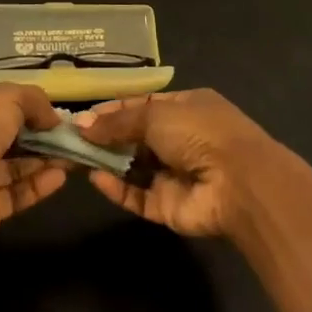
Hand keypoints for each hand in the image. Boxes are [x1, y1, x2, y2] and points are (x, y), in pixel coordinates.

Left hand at [0, 82, 67, 239]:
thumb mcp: (8, 96)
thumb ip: (34, 100)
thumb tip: (54, 117)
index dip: (21, 102)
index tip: (50, 108)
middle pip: (7, 133)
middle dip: (39, 134)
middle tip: (70, 135)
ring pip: (14, 164)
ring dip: (44, 159)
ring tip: (75, 155)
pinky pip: (15, 192)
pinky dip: (38, 184)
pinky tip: (61, 177)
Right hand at [77, 88, 275, 237]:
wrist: (240, 184)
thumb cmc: (199, 133)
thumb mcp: (156, 114)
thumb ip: (118, 121)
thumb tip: (82, 124)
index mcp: (186, 107)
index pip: (143, 105)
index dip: (113, 110)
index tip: (82, 117)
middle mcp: (182, 139)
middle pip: (135, 137)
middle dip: (105, 137)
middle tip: (71, 139)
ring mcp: (176, 174)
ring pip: (134, 168)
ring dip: (108, 163)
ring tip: (75, 157)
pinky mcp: (170, 206)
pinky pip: (138, 196)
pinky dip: (118, 189)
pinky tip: (95, 179)